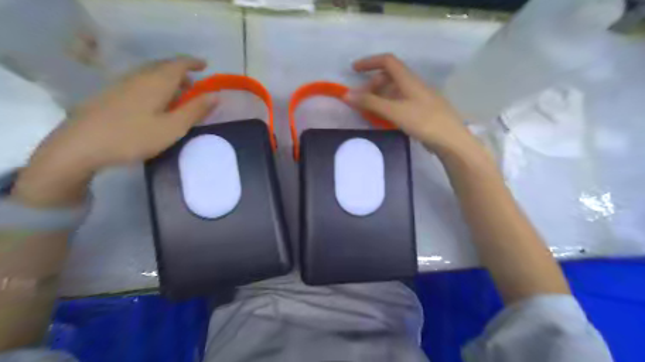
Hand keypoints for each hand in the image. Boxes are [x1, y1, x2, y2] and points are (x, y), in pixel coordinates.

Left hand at [47, 56, 217, 168]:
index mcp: (156, 82)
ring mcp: (121, 85)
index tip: (205, 66)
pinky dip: (154, 87)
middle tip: (194, 85)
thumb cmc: (134, 137)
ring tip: (178, 95)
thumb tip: (215, 95)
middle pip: (163, 67)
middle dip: (181, 72)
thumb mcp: (173, 127)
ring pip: (150, 75)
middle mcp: (138, 78)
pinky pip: (139, 83)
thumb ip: (195, 110)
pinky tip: (155, 103)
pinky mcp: (110, 95)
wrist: (80, 146)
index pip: (178, 64)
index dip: (193, 62)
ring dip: (167, 80)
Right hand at [348, 53, 477, 151]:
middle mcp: (414, 85)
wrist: (451, 140)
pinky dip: (388, 106)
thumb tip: (347, 94)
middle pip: (389, 77)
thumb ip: (371, 102)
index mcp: (409, 80)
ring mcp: (419, 98)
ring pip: (395, 91)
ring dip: (379, 96)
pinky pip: (400, 102)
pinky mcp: (421, 111)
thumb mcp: (395, 111)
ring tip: (368, 110)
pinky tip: (384, 118)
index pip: (387, 61)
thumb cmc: (424, 122)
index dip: (369, 62)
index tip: (353, 70)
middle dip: (372, 85)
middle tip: (360, 100)